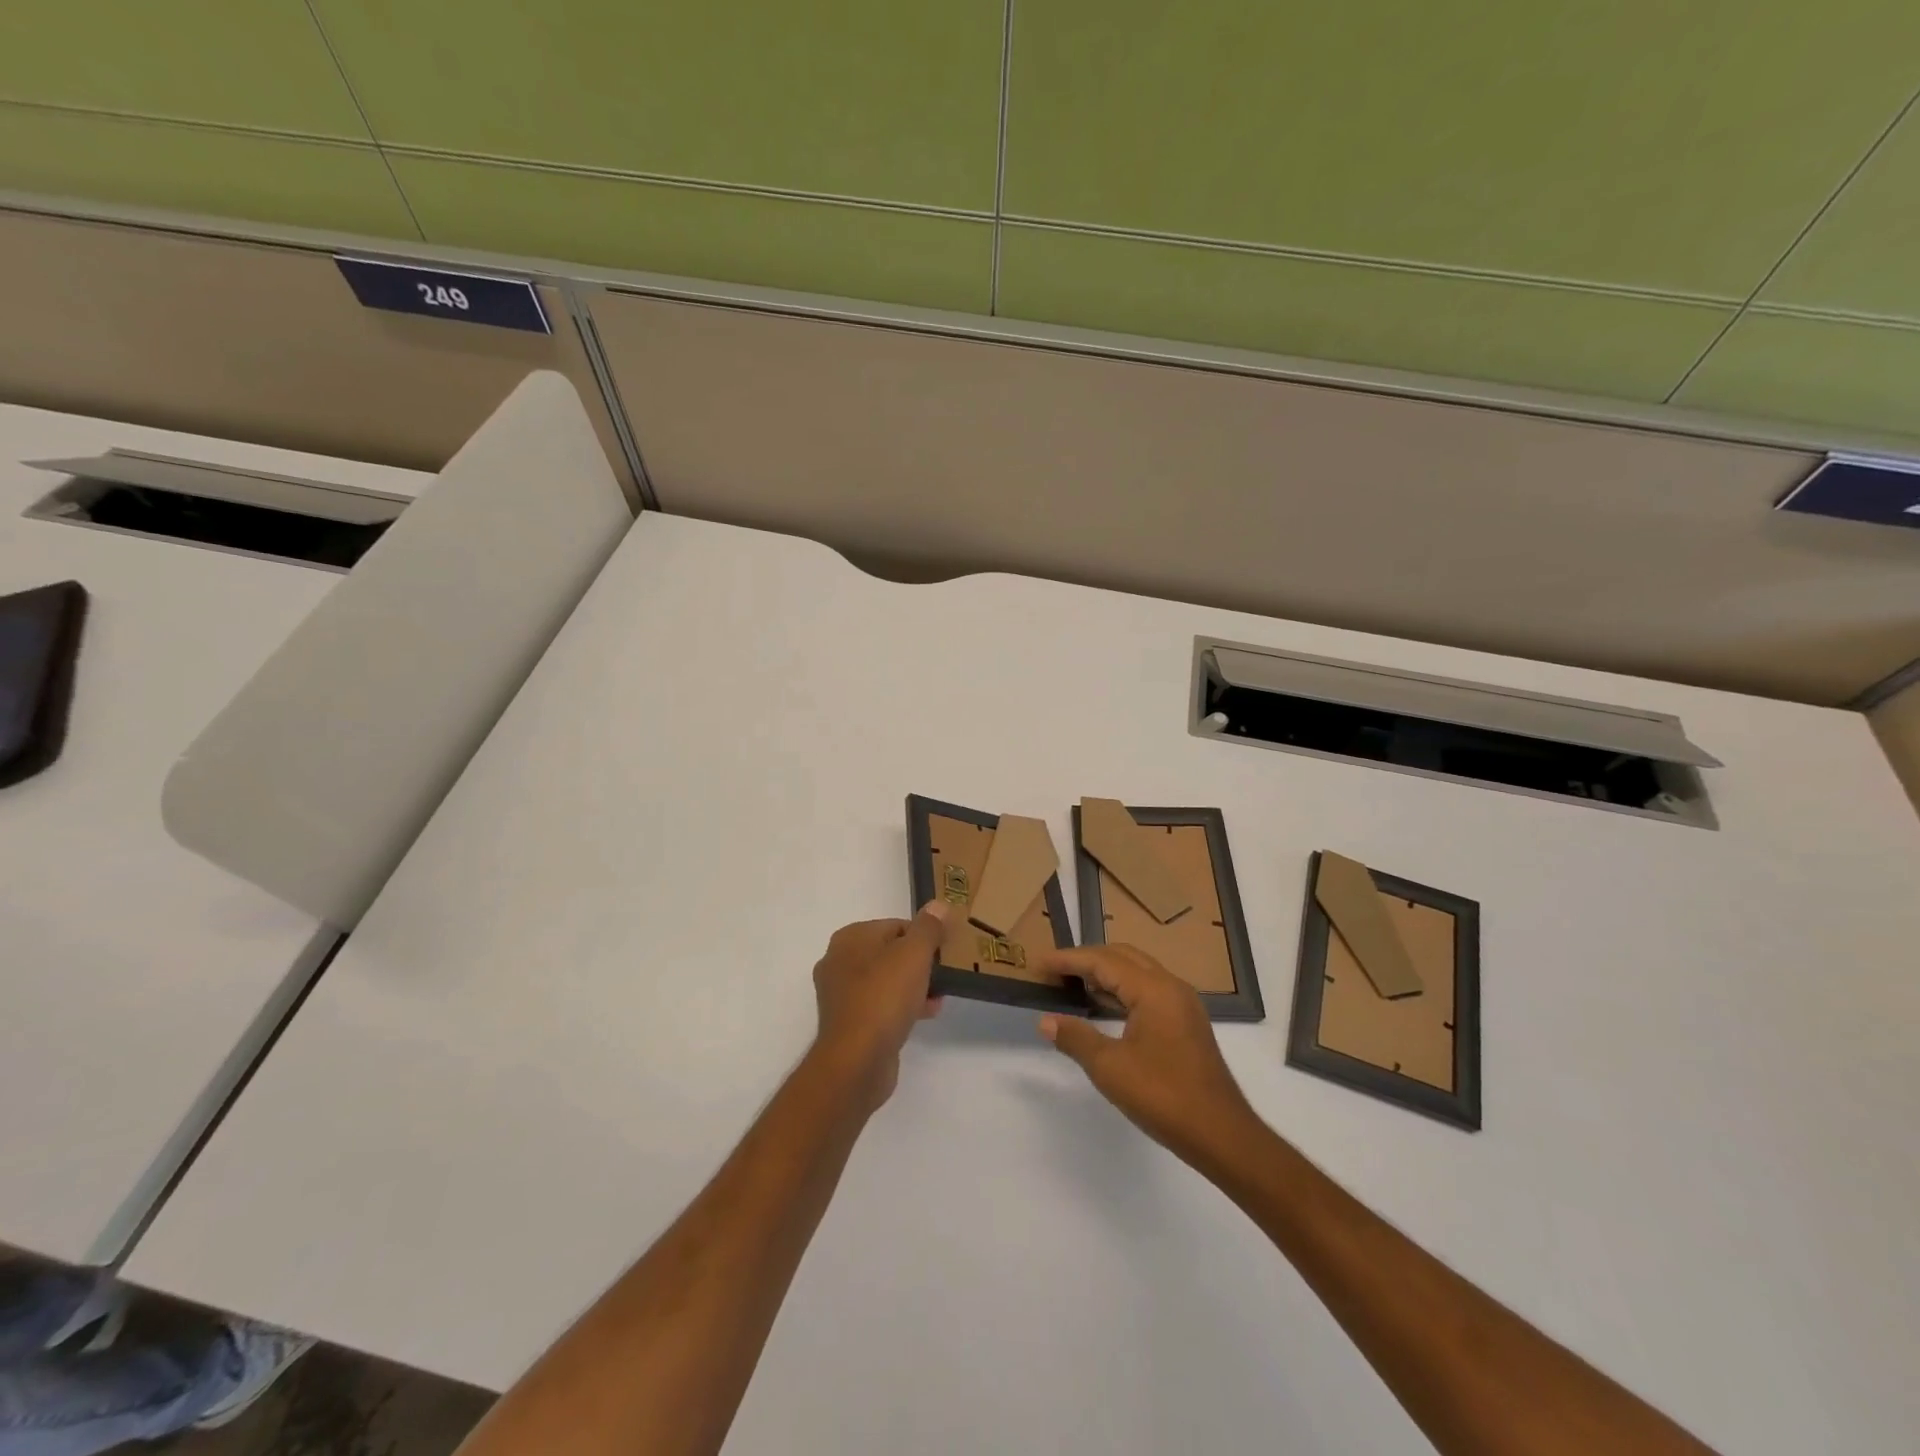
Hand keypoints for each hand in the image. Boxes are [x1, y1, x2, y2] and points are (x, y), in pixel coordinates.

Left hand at [811, 903, 948, 1109]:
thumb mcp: (914, 954)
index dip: (923, 936)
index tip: (944, 951)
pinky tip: (927, 1014)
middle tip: (943, 973)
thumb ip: (928, 928)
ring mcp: (841, 995)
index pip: (896, 925)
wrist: (857, 1060)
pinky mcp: (849, 1023)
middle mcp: (839, 961)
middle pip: (890, 952)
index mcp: (850, 938)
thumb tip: (938, 905)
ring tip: (939, 996)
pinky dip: (902, 1006)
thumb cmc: (884, 997)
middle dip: (919, 963)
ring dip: (914, 986)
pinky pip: (881, 1005)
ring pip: (886, 980)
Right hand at [1036, 945, 1260, 1167]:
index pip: (1102, 961)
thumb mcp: (1110, 1068)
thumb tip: (1046, 1021)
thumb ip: (1076, 1038)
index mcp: (1153, 989)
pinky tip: (1102, 1007)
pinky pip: (1147, 990)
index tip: (1038, 962)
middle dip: (1086, 959)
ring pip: (1136, 972)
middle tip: (1054, 970)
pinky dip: (1120, 990)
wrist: (1221, 1134)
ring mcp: (1181, 1004)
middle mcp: (1170, 986)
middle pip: (1121, 956)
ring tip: (1071, 984)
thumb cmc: (1163, 1096)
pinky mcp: (1185, 1022)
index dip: (1067, 960)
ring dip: (1104, 974)